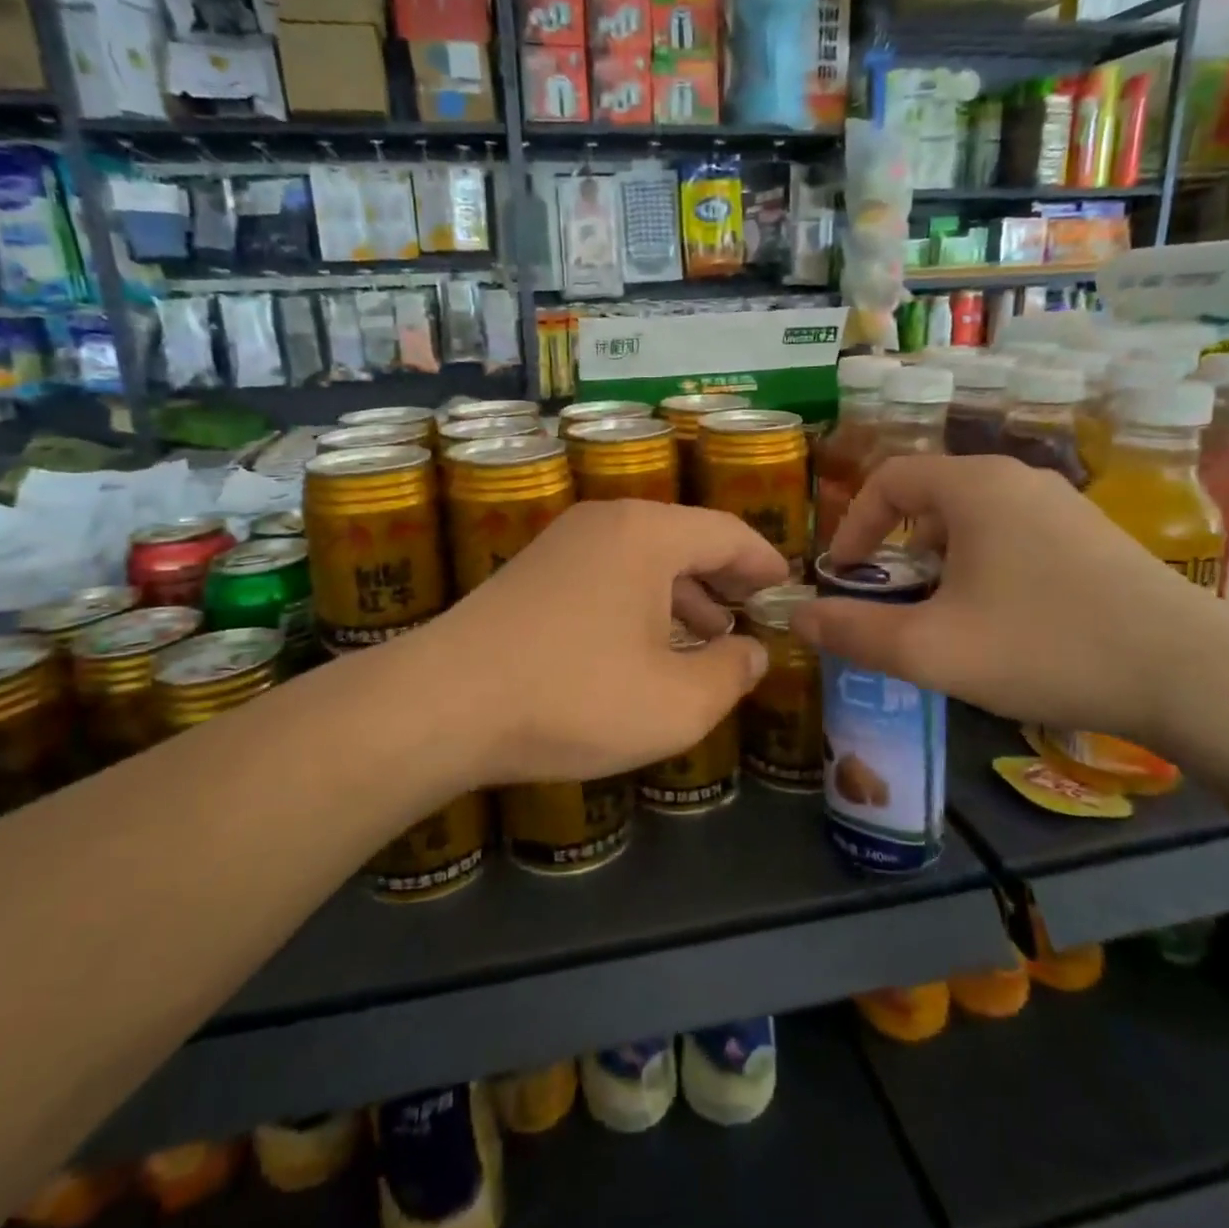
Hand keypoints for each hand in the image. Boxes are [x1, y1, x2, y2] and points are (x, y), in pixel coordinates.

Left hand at [411, 500, 787, 786]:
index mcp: (647, 534)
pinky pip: (606, 573)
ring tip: (707, 636)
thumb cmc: (573, 697)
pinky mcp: (531, 572)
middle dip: (724, 578)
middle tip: (752, 614)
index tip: (787, 587)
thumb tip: (753, 653)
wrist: (441, 705)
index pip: (727, 533)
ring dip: (681, 593)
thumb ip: (731, 674)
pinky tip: (643, 644)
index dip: (764, 562)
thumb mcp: (675, 703)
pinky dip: (639, 601)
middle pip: (684, 539)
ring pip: (643, 558)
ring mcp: (561, 544)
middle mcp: (604, 523)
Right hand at [789, 455, 1228, 745]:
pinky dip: (982, 565)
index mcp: (974, 487)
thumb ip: (855, 632)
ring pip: (973, 519)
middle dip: (895, 546)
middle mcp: (1018, 480)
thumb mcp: (932, 649)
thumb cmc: (1045, 647)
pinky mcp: (1094, 537)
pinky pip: (1013, 535)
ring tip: (938, 612)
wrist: (1195, 676)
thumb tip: (798, 619)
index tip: (844, 575)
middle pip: (930, 496)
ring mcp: (1063, 506)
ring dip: (939, 558)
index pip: (888, 479)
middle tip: (888, 597)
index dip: (853, 525)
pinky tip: (999, 618)